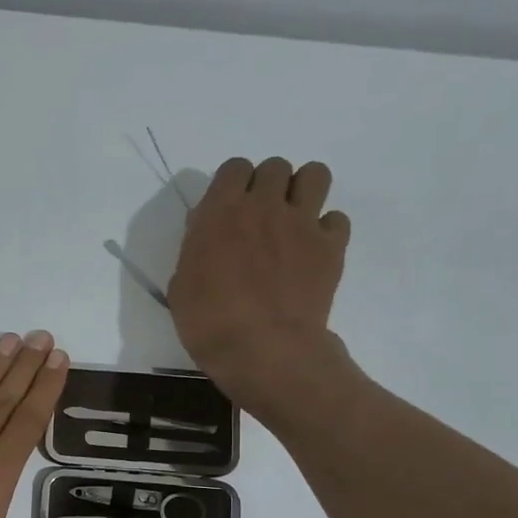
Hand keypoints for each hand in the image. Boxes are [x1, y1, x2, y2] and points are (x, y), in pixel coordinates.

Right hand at [168, 156, 353, 421]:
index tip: (227, 210)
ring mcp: (303, 223)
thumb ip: (196, 249)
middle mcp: (265, 206)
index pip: (234, 168)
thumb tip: (209, 234)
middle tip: (259, 219)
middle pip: (275, 167)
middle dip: (267, 186)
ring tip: (293, 220)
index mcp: (221, 212)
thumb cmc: (209, 323)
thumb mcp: (181, 286)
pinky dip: (326, 230)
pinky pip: (336, 219)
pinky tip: (313, 252)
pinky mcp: (331, 246)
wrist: (264, 350)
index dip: (232, 185)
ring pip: (315, 175)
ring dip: (303, 191)